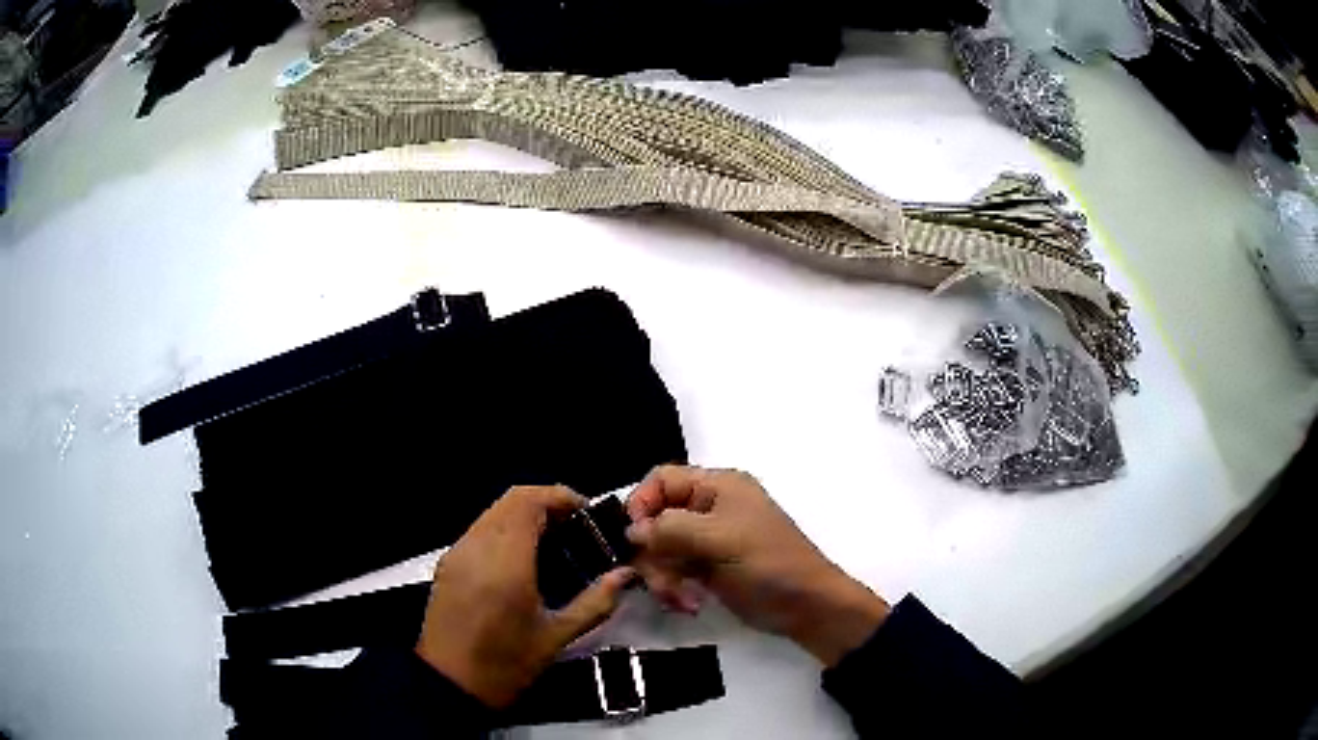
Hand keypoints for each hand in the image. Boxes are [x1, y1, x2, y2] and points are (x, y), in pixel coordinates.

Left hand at [415, 486, 634, 707]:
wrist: (450, 683)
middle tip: (575, 527)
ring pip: (493, 512)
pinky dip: (505, 529)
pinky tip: (522, 559)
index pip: (529, 502)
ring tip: (553, 542)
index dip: (560, 497)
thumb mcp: (557, 637)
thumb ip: (595, 602)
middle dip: (546, 503)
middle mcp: (477, 546)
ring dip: (524, 515)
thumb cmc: (506, 664)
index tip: (586, 514)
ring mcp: (458, 553)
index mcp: (506, 562)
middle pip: (511, 500)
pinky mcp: (448, 564)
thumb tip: (626, 575)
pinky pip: (479, 530)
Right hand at [626, 466, 888, 666]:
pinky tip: (688, 604)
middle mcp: (708, 509)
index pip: (661, 480)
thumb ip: (670, 528)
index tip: (635, 538)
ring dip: (662, 577)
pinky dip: (673, 588)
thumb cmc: (768, 563)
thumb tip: (632, 530)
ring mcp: (706, 541)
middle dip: (653, 553)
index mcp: (717, 486)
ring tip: (679, 599)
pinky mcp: (706, 569)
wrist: (805, 605)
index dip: (642, 504)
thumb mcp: (719, 539)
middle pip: (655, 519)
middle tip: (659, 582)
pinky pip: (672, 571)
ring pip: (660, 550)